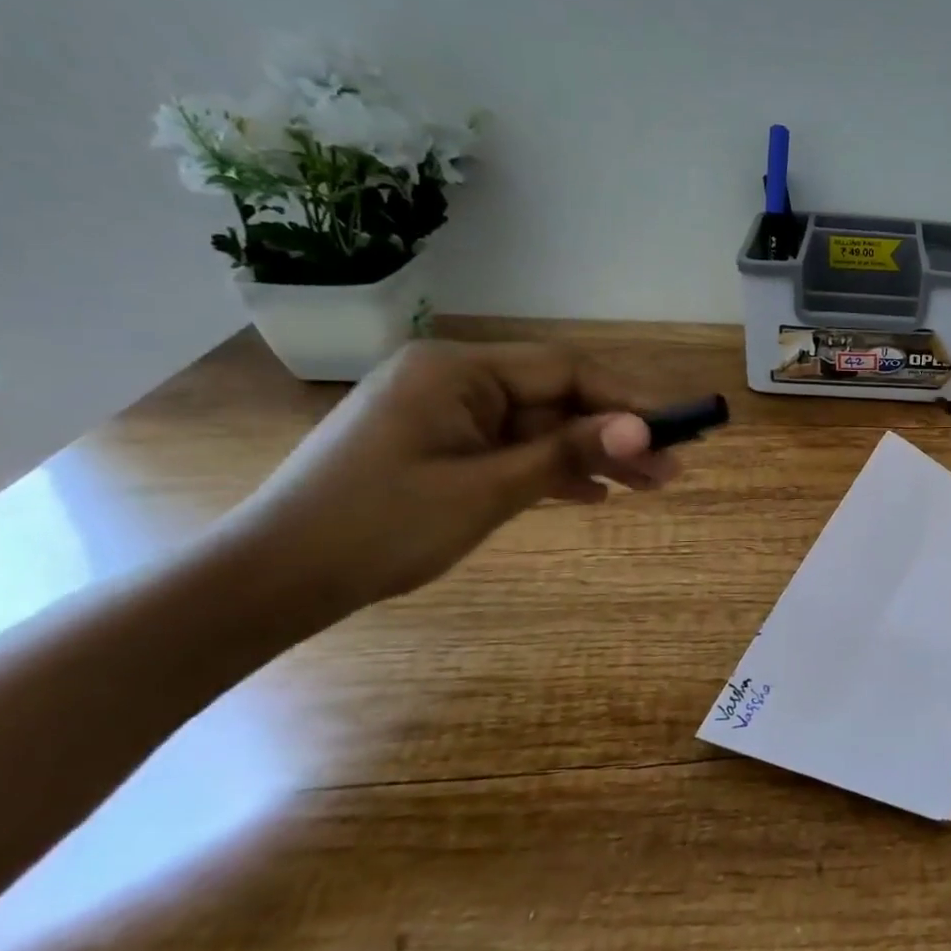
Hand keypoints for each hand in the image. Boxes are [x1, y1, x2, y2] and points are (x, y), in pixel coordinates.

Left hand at [220, 340, 682, 616]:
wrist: (273, 581)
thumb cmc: (380, 527)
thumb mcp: (487, 490)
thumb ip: (568, 452)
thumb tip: (644, 430)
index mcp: (457, 369)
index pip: (564, 370)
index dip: (626, 399)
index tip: (677, 428)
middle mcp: (454, 379)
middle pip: (556, 399)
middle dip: (615, 434)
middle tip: (672, 469)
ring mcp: (445, 414)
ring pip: (539, 427)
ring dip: (590, 455)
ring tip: (648, 486)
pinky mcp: (439, 446)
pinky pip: (511, 448)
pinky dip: (550, 470)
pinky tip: (592, 495)